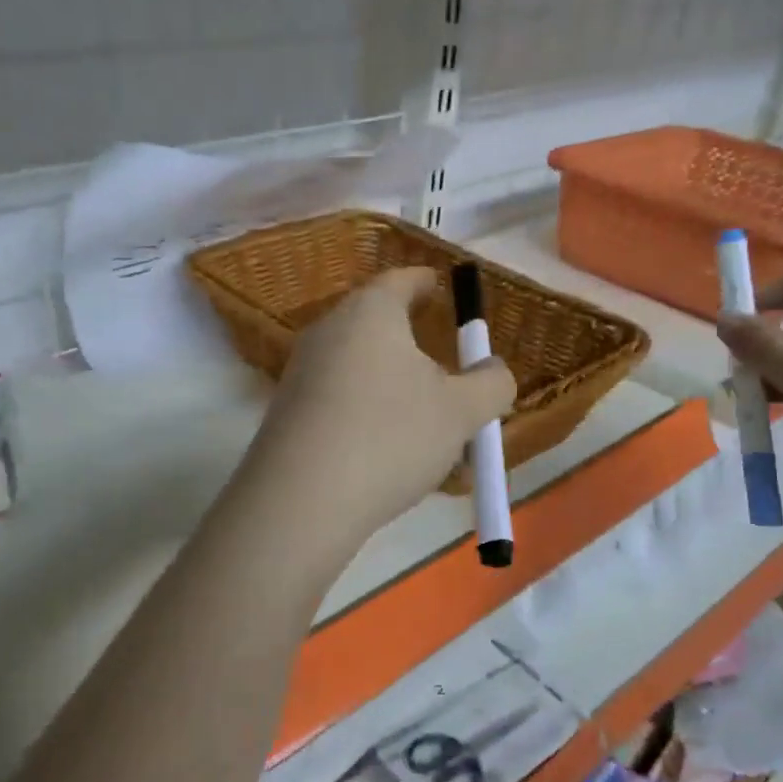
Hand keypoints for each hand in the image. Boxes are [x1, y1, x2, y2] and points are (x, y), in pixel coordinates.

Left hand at [252, 267, 516, 540]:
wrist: (300, 502)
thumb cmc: (391, 437)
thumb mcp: (461, 412)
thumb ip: (491, 383)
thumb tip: (494, 369)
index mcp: (370, 312)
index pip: (401, 279)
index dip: (425, 282)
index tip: (440, 287)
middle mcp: (329, 332)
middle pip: (379, 326)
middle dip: (417, 347)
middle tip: (447, 370)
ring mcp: (302, 373)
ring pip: (364, 372)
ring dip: (399, 393)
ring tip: (432, 434)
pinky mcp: (288, 414)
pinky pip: (342, 403)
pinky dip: (372, 419)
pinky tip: (393, 460)